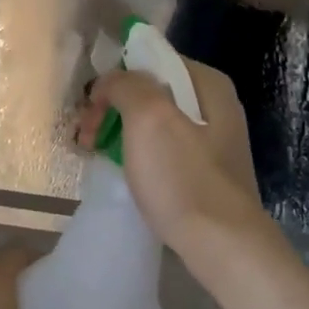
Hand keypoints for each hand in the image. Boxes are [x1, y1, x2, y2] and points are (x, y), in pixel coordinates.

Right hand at [73, 60, 272, 252]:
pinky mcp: (205, 172)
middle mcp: (214, 105)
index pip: (150, 60)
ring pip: (153, 121)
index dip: (114, 77)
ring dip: (119, 131)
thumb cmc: (183, 178)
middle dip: (112, 107)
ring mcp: (212, 141)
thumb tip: (111, 82)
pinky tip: (122, 170)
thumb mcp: (149, 117)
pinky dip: (137, 153)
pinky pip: (162, 148)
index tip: (90, 106)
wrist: (223, 247)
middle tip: (85, 135)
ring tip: (94, 152)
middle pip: (150, 91)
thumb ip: (127, 85)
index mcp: (207, 84)